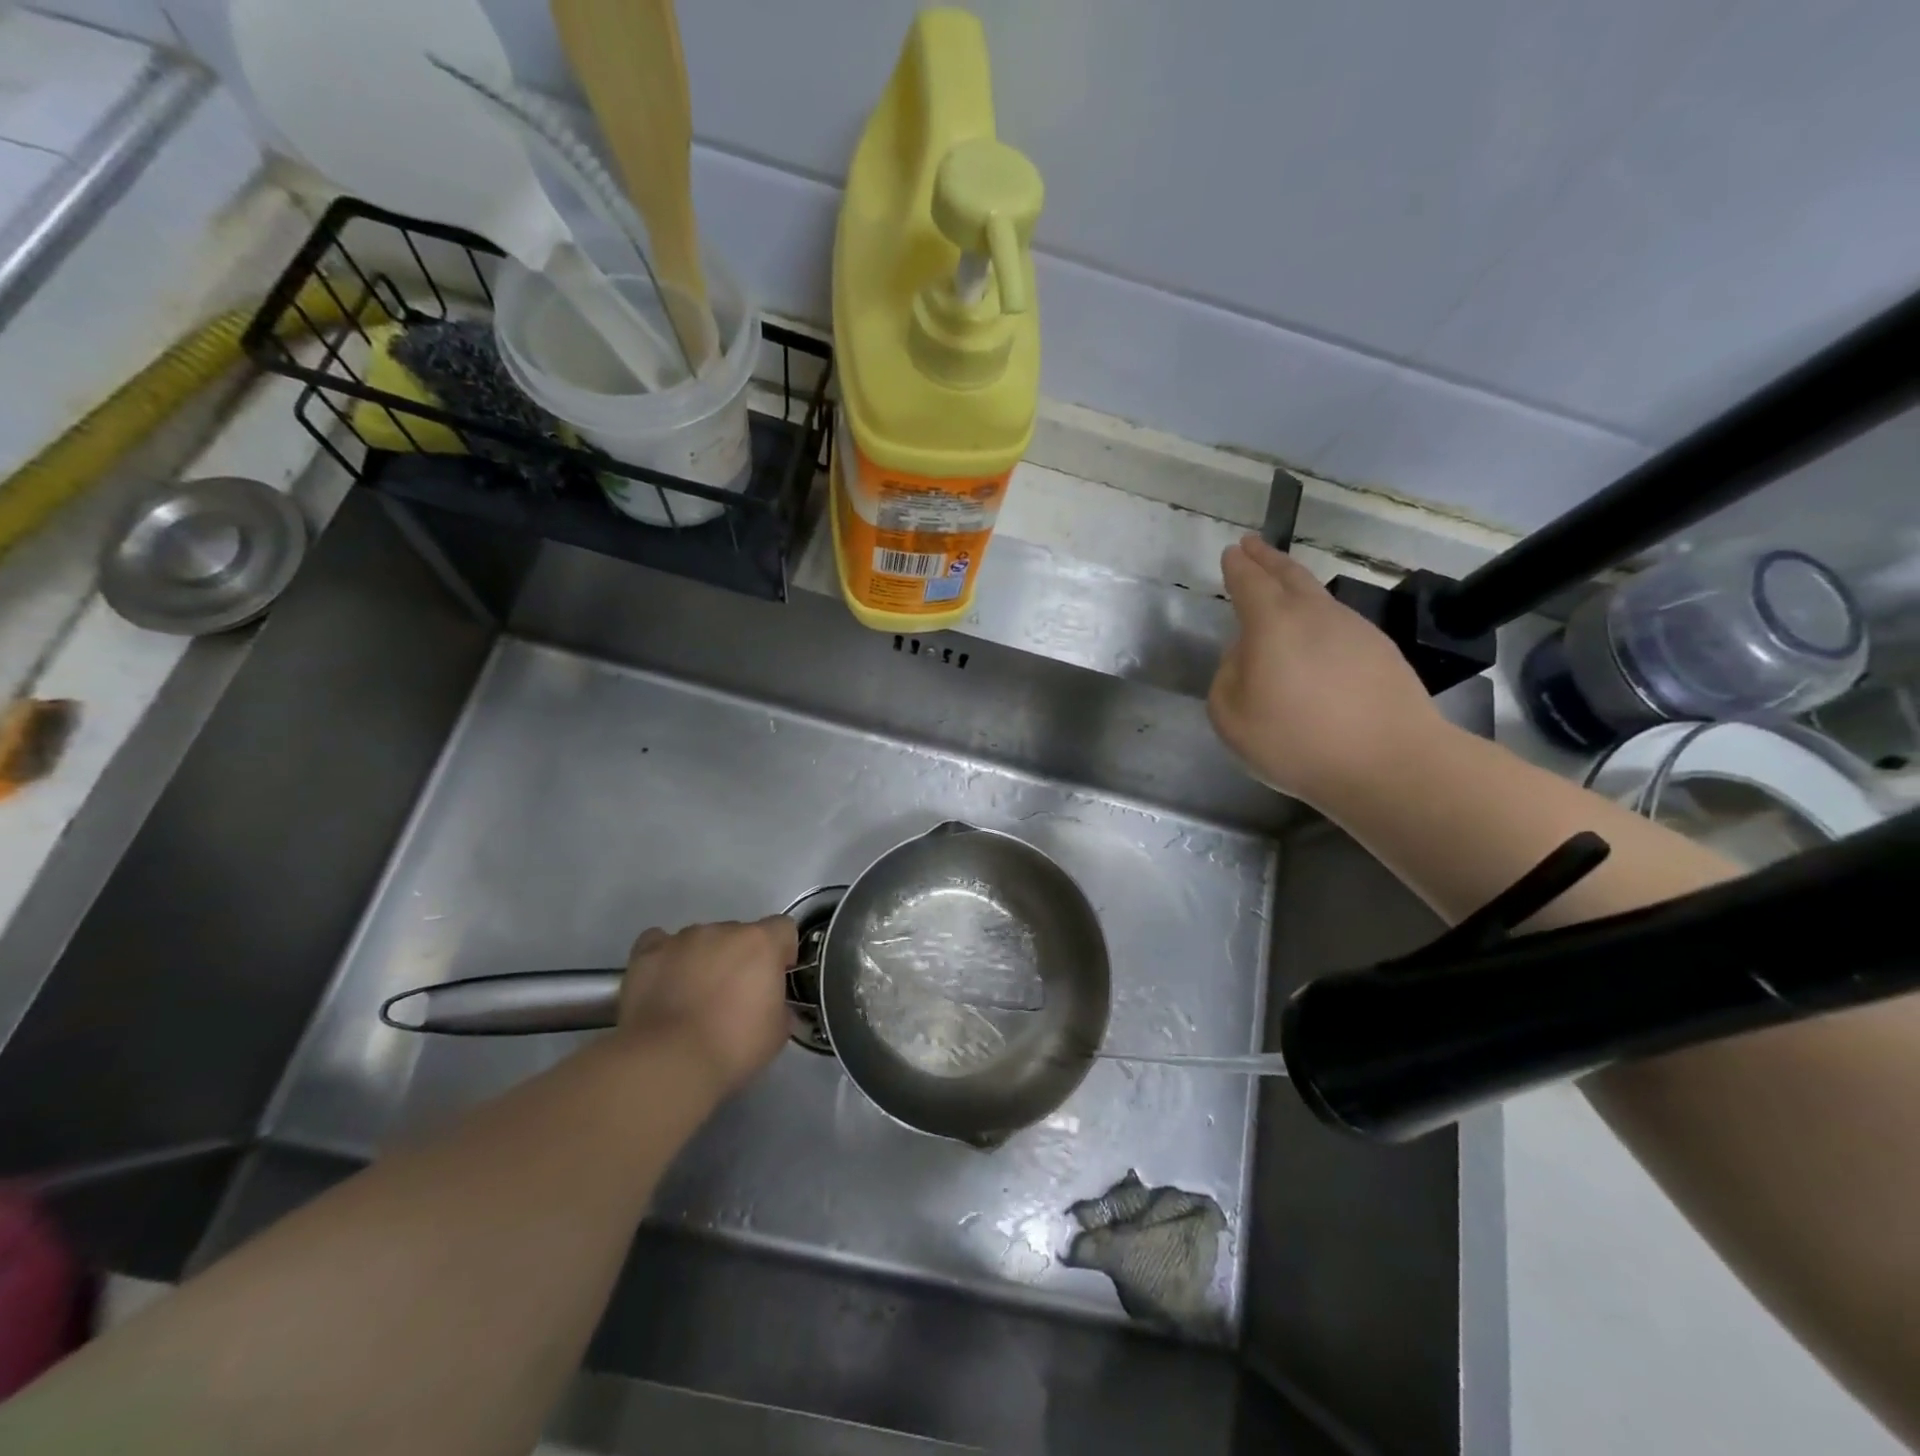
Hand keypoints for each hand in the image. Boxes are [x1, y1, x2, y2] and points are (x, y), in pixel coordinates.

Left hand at [616, 918, 798, 1096]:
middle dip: (738, 959)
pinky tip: (663, 982)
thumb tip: (770, 1004)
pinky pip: (660, 943)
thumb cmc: (732, 1047)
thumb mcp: (777, 1032)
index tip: (774, 979)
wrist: (668, 1061)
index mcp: (761, 943)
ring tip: (691, 997)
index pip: (782, 929)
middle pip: (739, 934)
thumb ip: (778, 1004)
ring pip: (701, 940)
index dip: (781, 952)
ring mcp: (682, 939)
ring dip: (703, 959)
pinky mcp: (647, 953)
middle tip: (731, 997)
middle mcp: (723, 930)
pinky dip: (665, 958)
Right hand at [1208, 535, 1444, 805]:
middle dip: (1266, 558)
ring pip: (1318, 596)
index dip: (1238, 566)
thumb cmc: (1297, 741)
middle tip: (1252, 545)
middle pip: (1288, 575)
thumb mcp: (1231, 717)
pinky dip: (1320, 617)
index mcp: (1272, 624)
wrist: (1390, 762)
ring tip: (1281, 585)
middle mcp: (1314, 614)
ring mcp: (1354, 629)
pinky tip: (1316, 635)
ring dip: (1295, 585)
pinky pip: (1340, 622)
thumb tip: (1244, 655)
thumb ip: (1227, 677)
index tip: (1231, 552)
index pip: (1250, 582)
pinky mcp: (1381, 651)